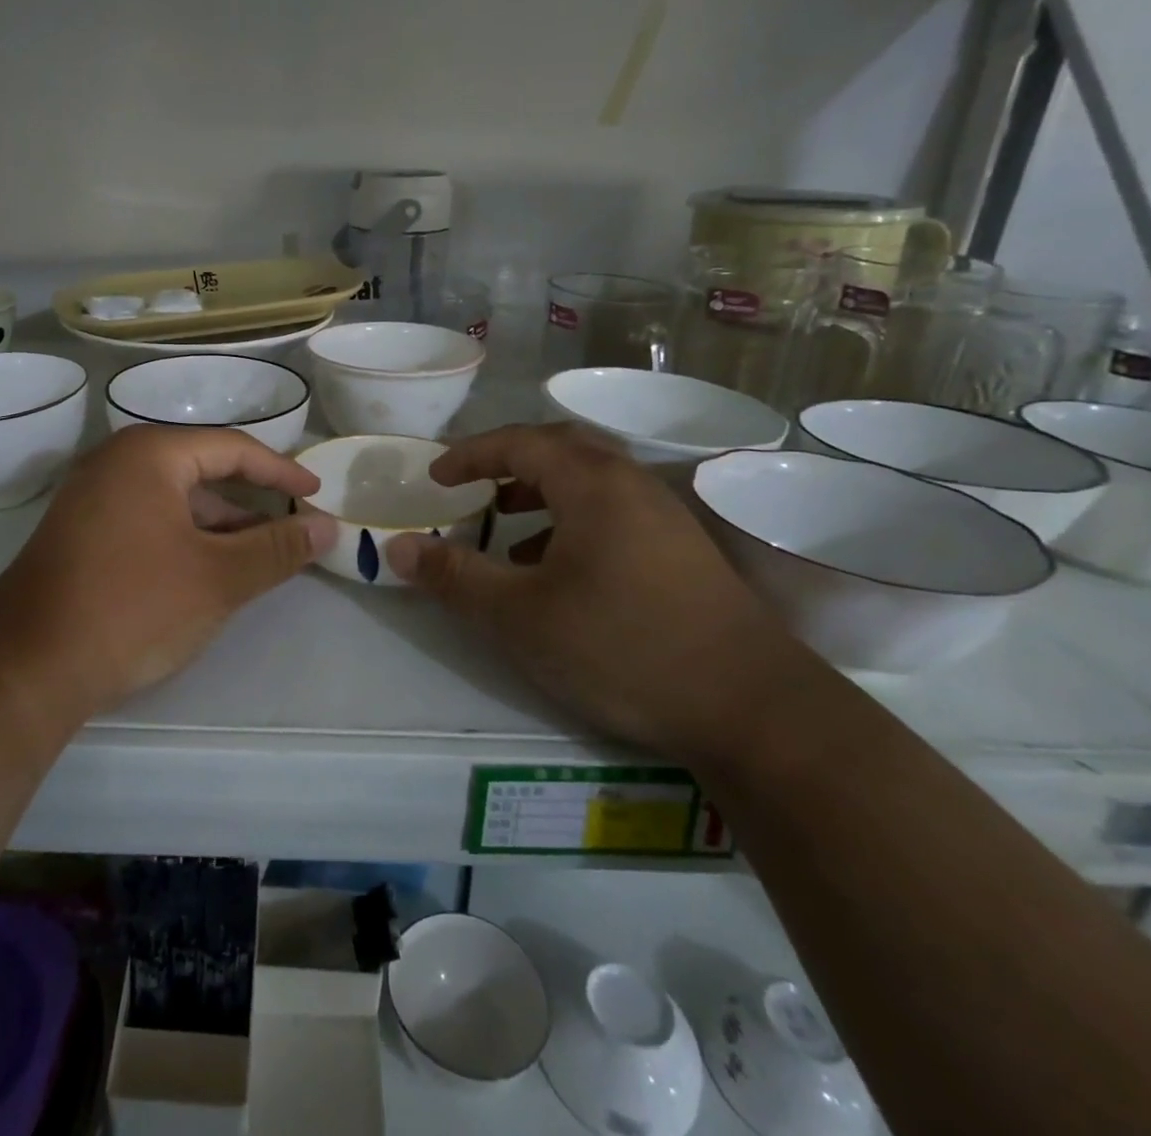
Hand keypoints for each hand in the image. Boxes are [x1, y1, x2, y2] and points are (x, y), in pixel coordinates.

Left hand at [0, 425, 335, 728]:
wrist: (28, 664)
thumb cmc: (133, 606)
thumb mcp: (218, 577)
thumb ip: (277, 549)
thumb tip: (327, 528)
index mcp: (149, 454)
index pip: (232, 448)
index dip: (281, 472)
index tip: (316, 496)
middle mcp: (117, 462)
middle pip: (202, 470)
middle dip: (251, 502)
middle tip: (293, 528)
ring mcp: (93, 497)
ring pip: (175, 499)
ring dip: (220, 525)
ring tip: (260, 556)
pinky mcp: (82, 532)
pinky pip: (149, 520)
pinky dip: (186, 538)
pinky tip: (208, 570)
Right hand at [383, 423, 821, 764]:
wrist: (754, 708)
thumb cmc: (623, 646)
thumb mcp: (519, 616)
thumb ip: (454, 577)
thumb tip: (396, 548)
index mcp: (592, 483)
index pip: (519, 442)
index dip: (470, 454)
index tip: (436, 477)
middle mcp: (631, 485)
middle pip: (560, 449)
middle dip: (507, 463)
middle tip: (471, 487)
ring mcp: (664, 518)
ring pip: (589, 483)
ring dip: (540, 494)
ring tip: (504, 529)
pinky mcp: (683, 552)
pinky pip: (612, 513)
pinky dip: (571, 523)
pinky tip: (556, 572)